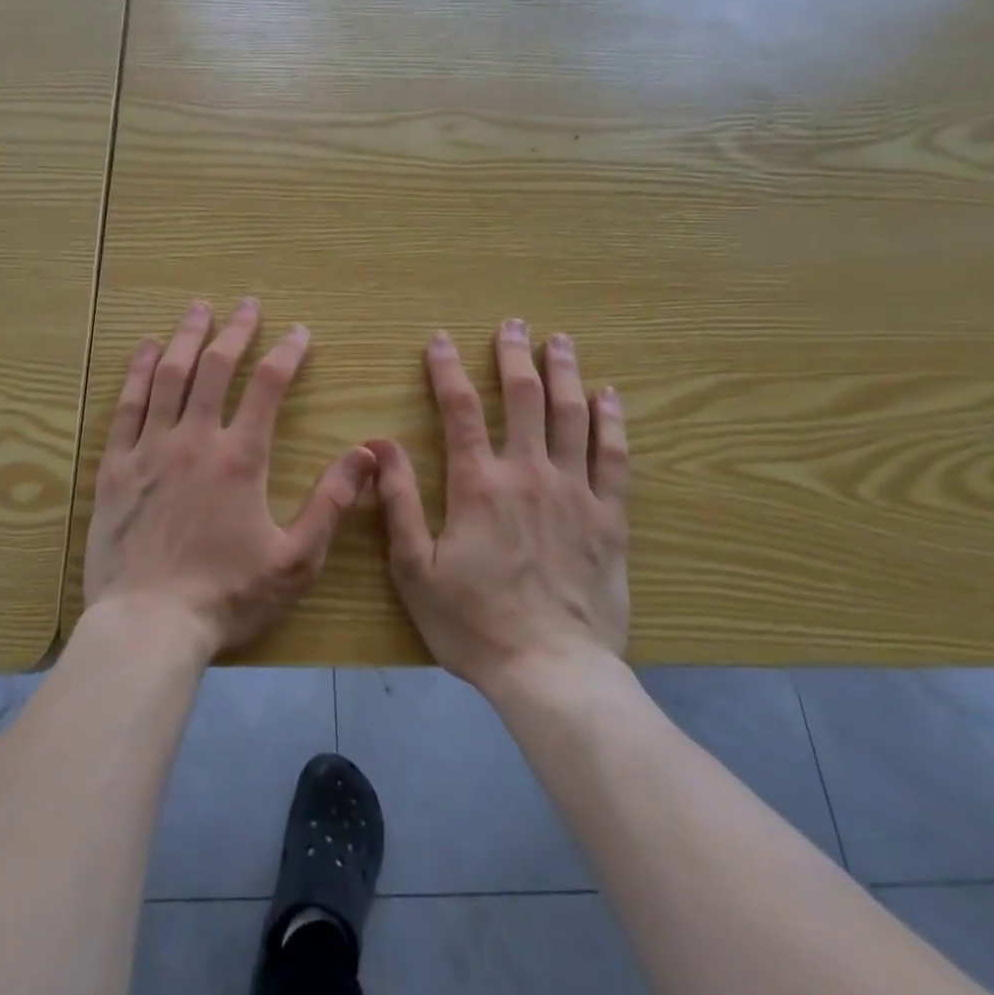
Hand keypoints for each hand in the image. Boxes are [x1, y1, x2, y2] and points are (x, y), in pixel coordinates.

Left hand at [84, 298, 375, 661]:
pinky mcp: (115, 467)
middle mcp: (194, 439)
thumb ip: (331, 503)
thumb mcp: (295, 559)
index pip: (267, 386)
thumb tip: (367, 454)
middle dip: (235, 330)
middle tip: (246, 304)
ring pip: (168, 376)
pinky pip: (127, 406)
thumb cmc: (226, 596)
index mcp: (239, 458)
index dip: (286, 353)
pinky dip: (137, 372)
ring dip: (185, 337)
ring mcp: (150, 449)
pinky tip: (145, 349)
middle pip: (215, 367)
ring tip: (198, 309)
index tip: (300, 332)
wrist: (148, 626)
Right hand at [369, 320, 629, 690]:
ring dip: (564, 373)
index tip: (440, 339)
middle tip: (514, 323)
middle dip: (515, 355)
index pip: (460, 411)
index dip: (447, 370)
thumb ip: (399, 503)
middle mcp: (529, 474)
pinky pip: (614, 457)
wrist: (552, 671)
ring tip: (561, 340)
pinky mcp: (609, 517)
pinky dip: (612, 421)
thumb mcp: (416, 570)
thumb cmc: (474, 624)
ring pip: (571, 416)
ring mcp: (574, 492)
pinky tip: (609, 395)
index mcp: (479, 485)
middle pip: (523, 398)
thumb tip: (379, 446)